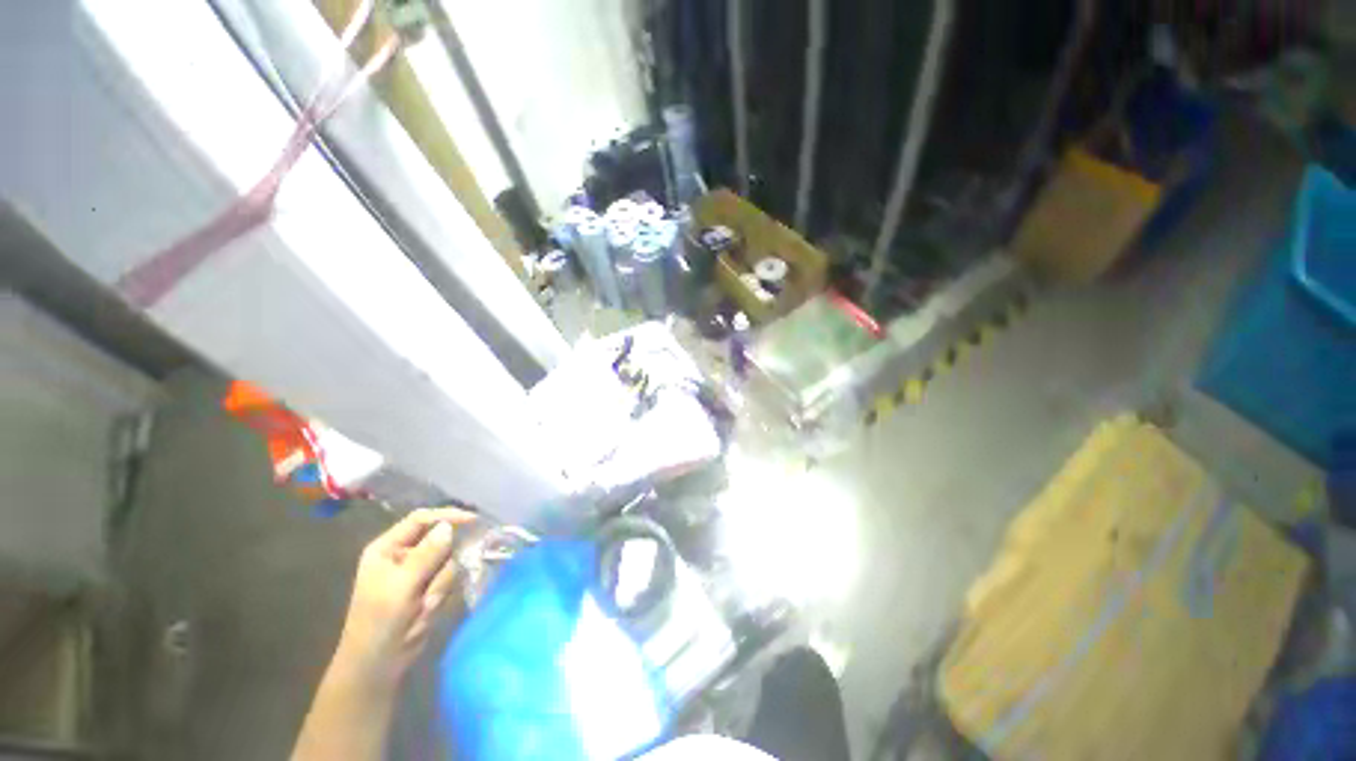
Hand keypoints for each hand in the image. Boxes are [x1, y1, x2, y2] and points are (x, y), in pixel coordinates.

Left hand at [332, 508, 474, 691]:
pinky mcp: (429, 586)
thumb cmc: (380, 622)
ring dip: (442, 582)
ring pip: (448, 560)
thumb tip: (448, 526)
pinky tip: (429, 609)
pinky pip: (450, 576)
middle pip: (439, 540)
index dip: (447, 516)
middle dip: (443, 562)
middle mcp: (403, 555)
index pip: (421, 519)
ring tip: (426, 605)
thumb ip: (426, 555)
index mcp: (387, 548)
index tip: (473, 521)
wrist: (378, 664)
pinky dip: (444, 591)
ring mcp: (417, 571)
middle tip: (436, 584)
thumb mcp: (401, 587)